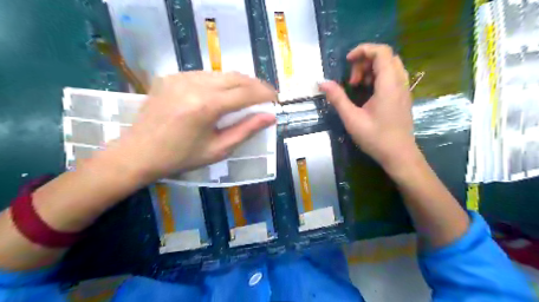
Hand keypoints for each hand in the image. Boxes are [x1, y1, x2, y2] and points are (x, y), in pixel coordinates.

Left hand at [102, 71, 277, 183]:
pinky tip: (222, 93)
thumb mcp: (218, 149)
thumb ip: (246, 130)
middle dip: (255, 85)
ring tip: (248, 94)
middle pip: (236, 78)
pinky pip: (204, 75)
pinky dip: (220, 82)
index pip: (245, 93)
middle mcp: (195, 84)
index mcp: (207, 106)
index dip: (264, 94)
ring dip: (239, 82)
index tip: (276, 99)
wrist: (139, 152)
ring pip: (221, 74)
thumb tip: (270, 117)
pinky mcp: (171, 76)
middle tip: (266, 96)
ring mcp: (180, 77)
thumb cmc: (181, 157)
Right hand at [320, 42, 415, 169]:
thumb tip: (322, 83)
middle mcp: (400, 82)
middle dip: (364, 62)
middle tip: (352, 81)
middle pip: (385, 56)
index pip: (381, 52)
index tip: (347, 62)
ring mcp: (404, 89)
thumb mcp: (352, 119)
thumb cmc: (376, 138)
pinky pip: (392, 76)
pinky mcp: (403, 97)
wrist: (399, 155)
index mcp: (389, 84)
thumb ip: (337, 98)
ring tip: (358, 87)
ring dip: (371, 70)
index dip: (362, 50)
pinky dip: (378, 77)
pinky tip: (367, 93)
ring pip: (390, 66)